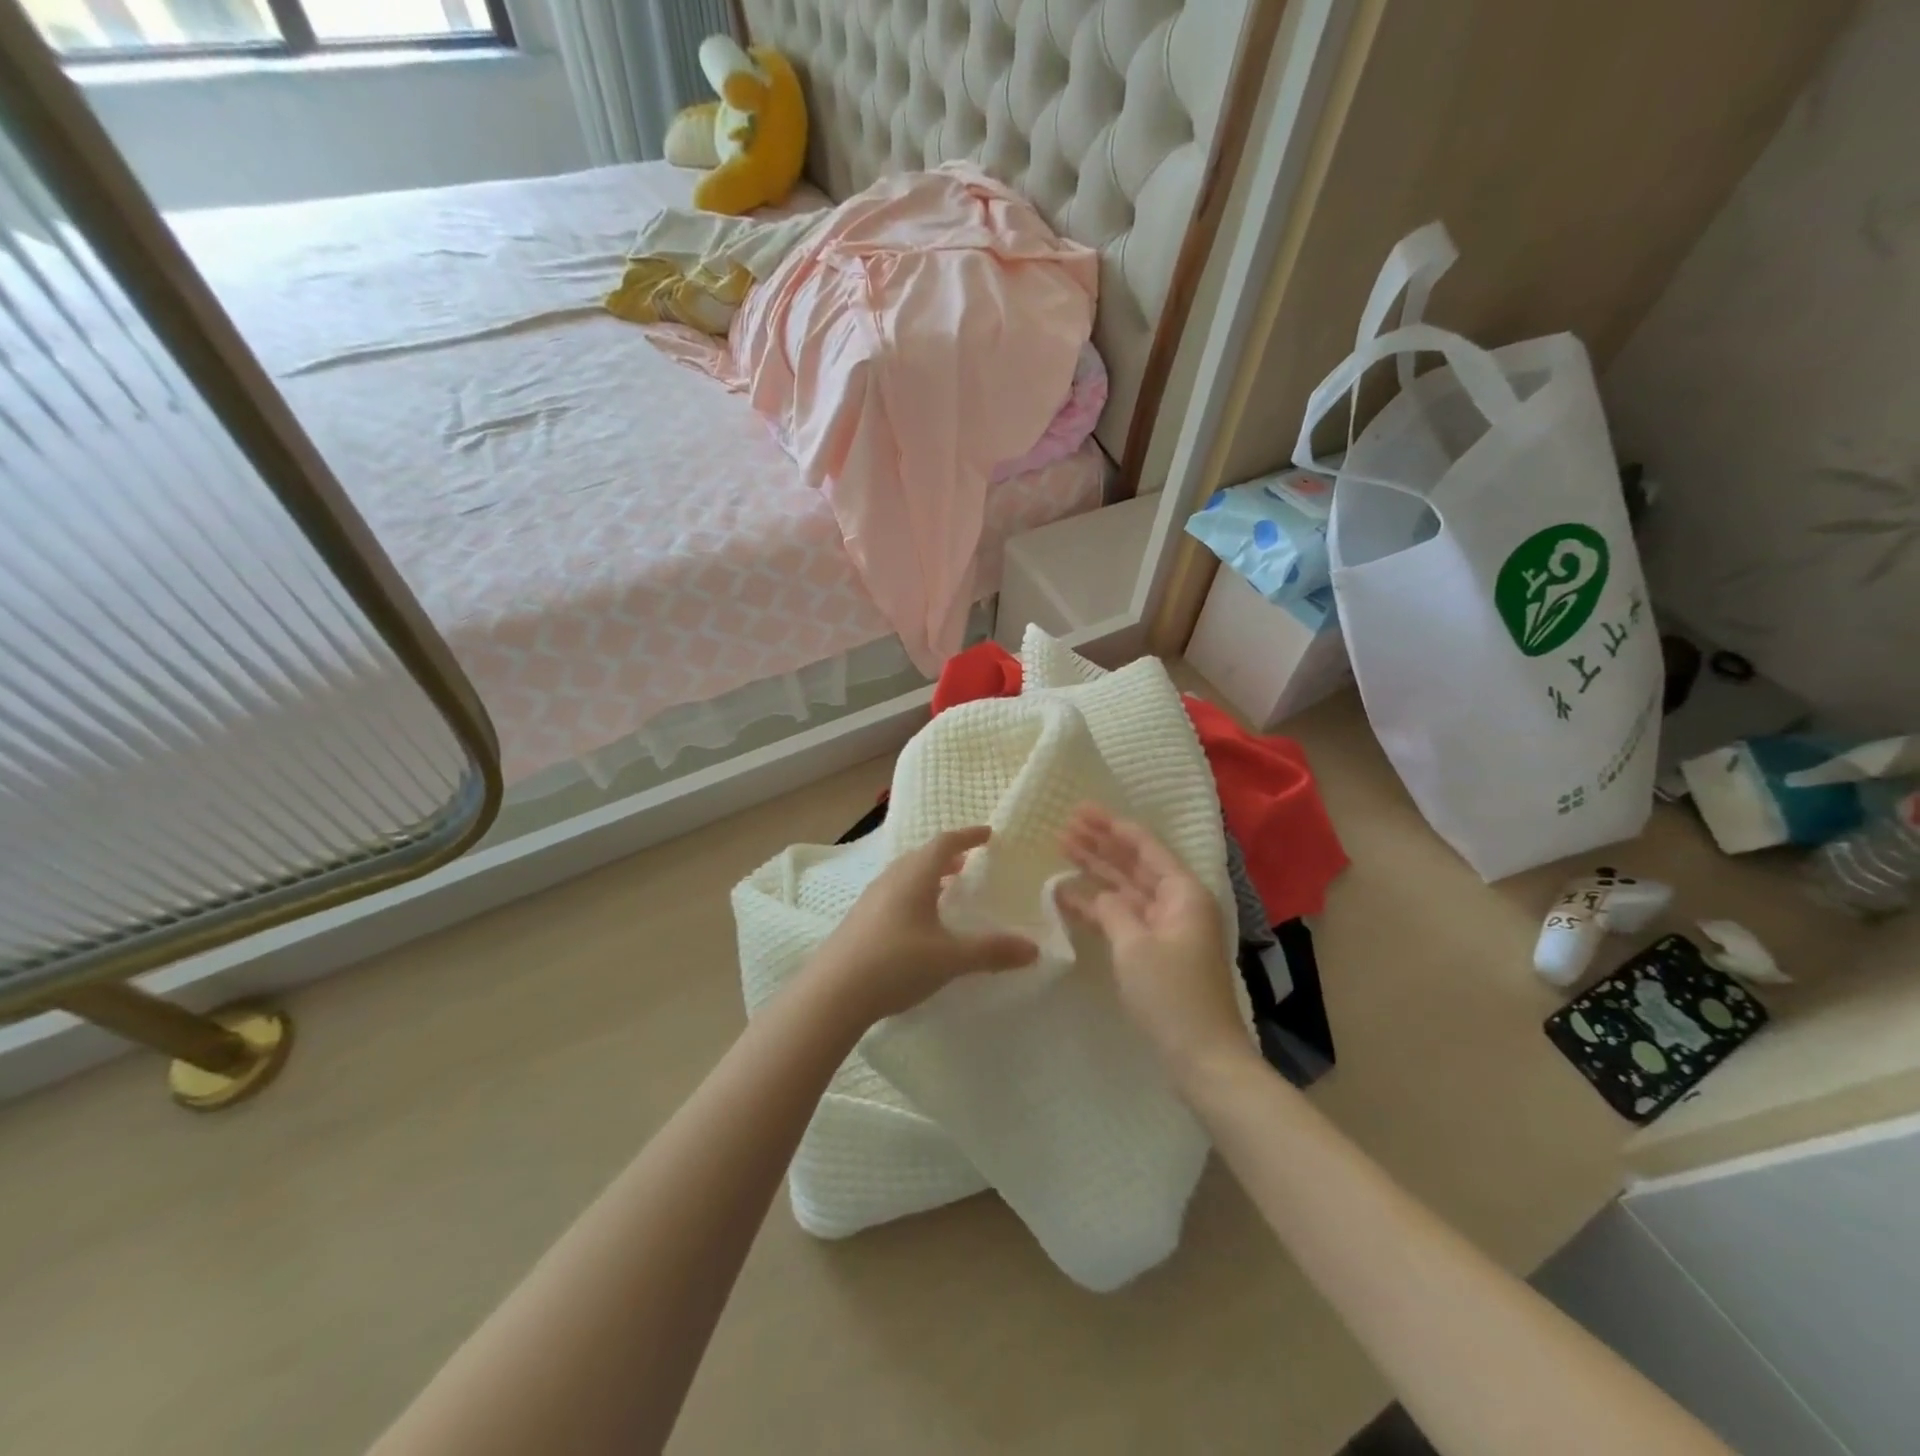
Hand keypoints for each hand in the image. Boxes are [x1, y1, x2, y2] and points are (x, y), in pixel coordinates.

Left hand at [807, 826, 1038, 1026]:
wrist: (832, 993)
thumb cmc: (896, 963)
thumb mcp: (950, 959)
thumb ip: (992, 952)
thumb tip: (1034, 948)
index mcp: (914, 876)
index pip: (944, 843)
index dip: (968, 836)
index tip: (988, 834)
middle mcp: (891, 879)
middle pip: (922, 856)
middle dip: (947, 856)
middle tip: (968, 863)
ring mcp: (870, 899)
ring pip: (905, 875)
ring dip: (928, 876)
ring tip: (946, 890)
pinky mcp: (859, 921)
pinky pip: (893, 894)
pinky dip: (913, 895)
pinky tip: (918, 923)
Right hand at [1061, 806, 1253, 1084]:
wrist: (1202, 1057)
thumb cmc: (1172, 994)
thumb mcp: (1135, 945)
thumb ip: (1112, 910)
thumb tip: (1097, 895)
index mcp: (1184, 893)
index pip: (1145, 847)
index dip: (1112, 826)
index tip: (1082, 809)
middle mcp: (1178, 904)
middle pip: (1135, 864)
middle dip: (1101, 845)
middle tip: (1065, 826)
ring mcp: (1167, 929)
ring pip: (1127, 890)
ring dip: (1096, 872)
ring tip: (1063, 850)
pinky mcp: (1156, 953)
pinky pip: (1124, 917)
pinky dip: (1100, 907)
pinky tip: (1070, 897)